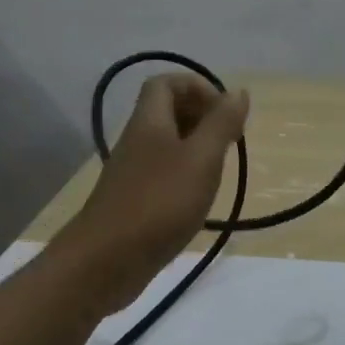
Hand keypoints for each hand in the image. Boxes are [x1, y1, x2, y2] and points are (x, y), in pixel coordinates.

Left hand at [56, 73, 249, 313]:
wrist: (105, 261)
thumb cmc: (159, 203)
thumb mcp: (201, 159)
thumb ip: (221, 124)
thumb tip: (238, 91)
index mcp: (149, 122)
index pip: (165, 83)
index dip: (197, 86)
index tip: (225, 111)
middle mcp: (137, 141)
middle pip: (166, 111)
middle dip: (201, 116)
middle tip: (229, 139)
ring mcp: (132, 173)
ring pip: (166, 145)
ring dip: (196, 148)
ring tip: (220, 168)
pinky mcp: (133, 201)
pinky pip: (162, 174)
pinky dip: (185, 176)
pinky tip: (199, 198)